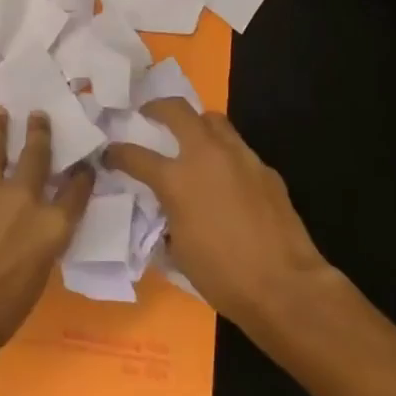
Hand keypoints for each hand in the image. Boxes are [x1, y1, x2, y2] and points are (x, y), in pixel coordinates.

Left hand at [0, 109, 93, 361]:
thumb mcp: (35, 279)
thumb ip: (38, 245)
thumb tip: (31, 231)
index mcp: (51, 226)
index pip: (76, 193)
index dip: (82, 176)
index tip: (85, 163)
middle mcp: (23, 198)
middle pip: (36, 155)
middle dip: (39, 132)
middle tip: (38, 114)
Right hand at [108, 101, 338, 334]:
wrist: (285, 287)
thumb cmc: (222, 275)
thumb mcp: (178, 248)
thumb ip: (165, 216)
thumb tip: (164, 208)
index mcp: (176, 179)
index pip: (134, 154)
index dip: (116, 153)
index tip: (109, 154)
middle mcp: (206, 156)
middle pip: (177, 110)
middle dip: (158, 107)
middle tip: (149, 114)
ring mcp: (240, 158)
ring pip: (214, 120)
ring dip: (196, 124)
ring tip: (190, 139)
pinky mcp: (265, 169)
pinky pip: (239, 149)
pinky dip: (225, 154)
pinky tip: (226, 177)